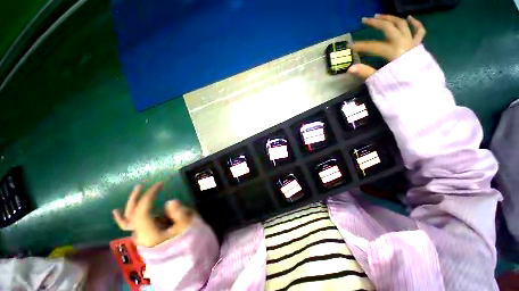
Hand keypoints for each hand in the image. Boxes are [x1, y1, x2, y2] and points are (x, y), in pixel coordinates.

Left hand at [113, 182, 192, 246]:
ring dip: (133, 202)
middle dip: (139, 196)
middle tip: (147, 183)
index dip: (149, 195)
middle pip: (132, 213)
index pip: (142, 211)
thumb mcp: (186, 226)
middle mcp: (139, 235)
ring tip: (139, 188)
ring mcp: (139, 236)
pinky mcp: (143, 234)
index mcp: (149, 234)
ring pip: (129, 218)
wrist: (183, 260)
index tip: (160, 184)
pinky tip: (116, 211)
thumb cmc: (186, 242)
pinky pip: (129, 225)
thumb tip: (169, 202)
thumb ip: (178, 213)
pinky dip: (123, 218)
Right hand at [348, 14, 425, 79]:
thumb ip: (366, 72)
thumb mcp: (380, 80)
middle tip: (365, 20)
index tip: (349, 47)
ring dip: (391, 18)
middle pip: (389, 27)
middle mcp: (404, 43)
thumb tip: (350, 68)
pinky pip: (419, 31)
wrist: (421, 91)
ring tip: (381, 16)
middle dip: (376, 23)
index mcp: (394, 53)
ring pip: (403, 24)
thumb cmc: (401, 86)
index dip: (360, 46)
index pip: (373, 47)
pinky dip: (415, 23)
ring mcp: (413, 43)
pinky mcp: (418, 46)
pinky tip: (409, 18)